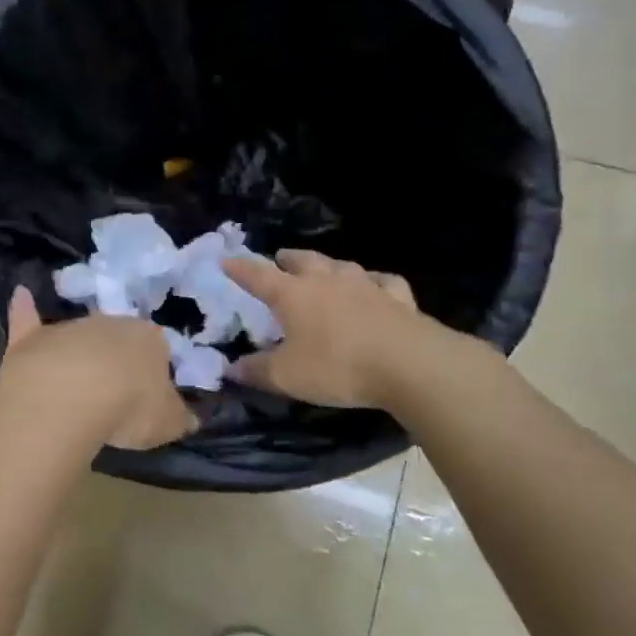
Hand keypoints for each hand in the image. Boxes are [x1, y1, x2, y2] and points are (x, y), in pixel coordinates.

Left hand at [0, 287, 197, 449]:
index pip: (158, 347)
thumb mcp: (168, 422)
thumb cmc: (129, 407)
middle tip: (114, 394)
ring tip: (76, 388)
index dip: (153, 372)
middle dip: (116, 360)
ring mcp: (69, 327)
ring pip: (78, 337)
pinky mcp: (33, 338)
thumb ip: (180, 417)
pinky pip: (28, 319)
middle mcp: (111, 323)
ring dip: (79, 355)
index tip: (148, 396)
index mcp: (150, 338)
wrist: (71, 396)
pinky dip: (24, 309)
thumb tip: (191, 417)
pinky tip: (21, 294)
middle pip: (117, 339)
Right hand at [221, 250, 490, 409]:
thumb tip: (230, 368)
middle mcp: (326, 281)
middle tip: (280, 260)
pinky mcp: (398, 297)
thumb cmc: (338, 366)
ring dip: (327, 266)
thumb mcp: (287, 377)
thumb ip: (256, 371)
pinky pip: (382, 281)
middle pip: (302, 261)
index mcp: (293, 295)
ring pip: (340, 265)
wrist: (409, 364)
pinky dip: (374, 281)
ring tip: (323, 270)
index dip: (240, 269)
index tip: (227, 261)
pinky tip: (375, 286)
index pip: (258, 275)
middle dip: (287, 259)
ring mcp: (365, 285)